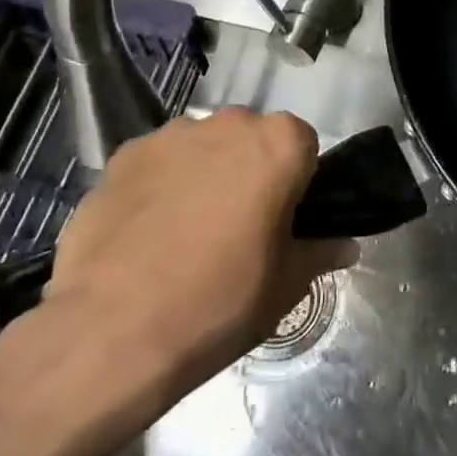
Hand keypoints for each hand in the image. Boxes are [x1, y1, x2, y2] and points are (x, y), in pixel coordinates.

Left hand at [0, 110, 355, 455]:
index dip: (298, 182)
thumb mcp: (285, 286)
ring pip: (202, 148)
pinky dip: (159, 186)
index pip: (304, 146)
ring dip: (204, 174)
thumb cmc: (218, 303)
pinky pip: (157, 163)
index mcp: (279, 144)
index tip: (284, 220)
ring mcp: (170, 135)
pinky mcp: (122, 155)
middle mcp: (228, 123)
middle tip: (239, 227)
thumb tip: (345, 245)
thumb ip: (320, 253)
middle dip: (250, 171)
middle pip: (252, 139)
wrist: (111, 332)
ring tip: (185, 233)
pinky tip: (146, 234)